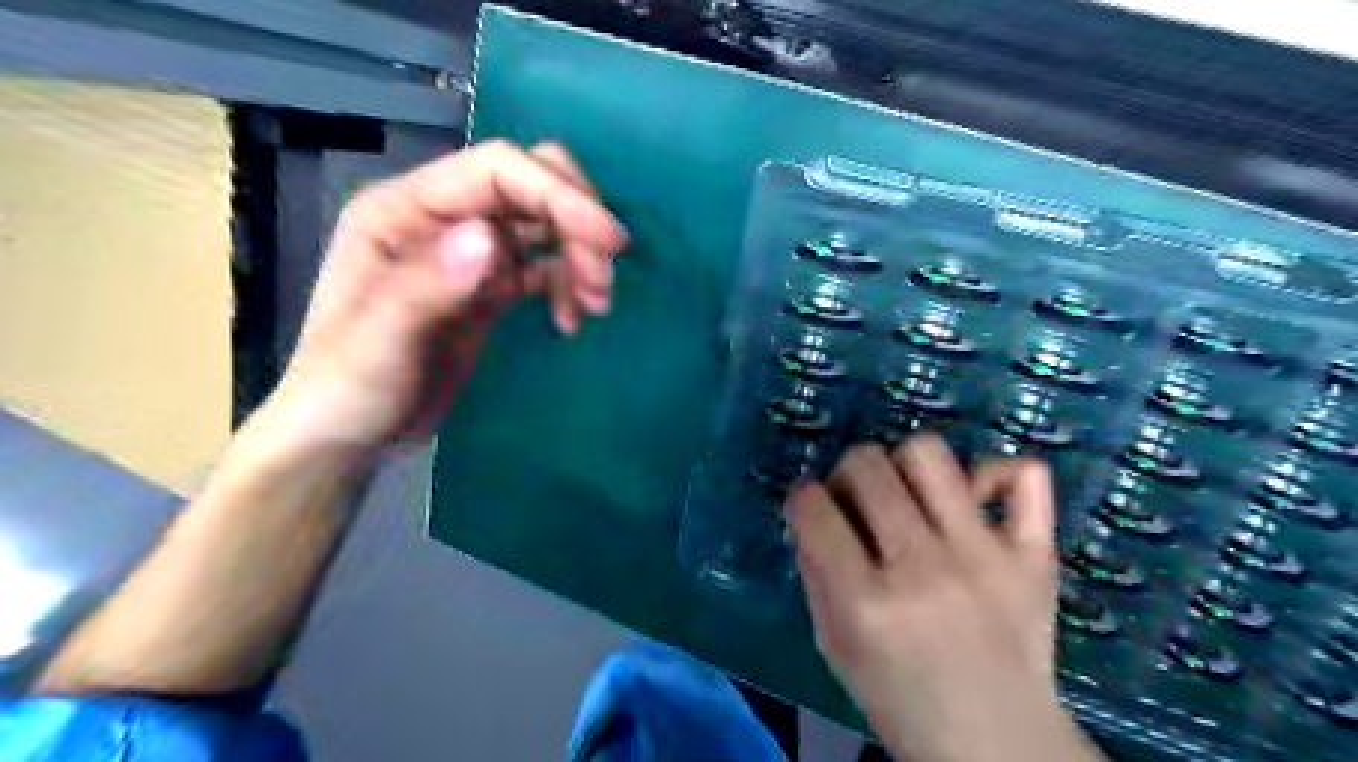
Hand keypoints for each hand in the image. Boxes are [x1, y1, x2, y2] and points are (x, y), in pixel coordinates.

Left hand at [258, 139, 630, 461]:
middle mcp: (441, 218)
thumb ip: (427, 286)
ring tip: (594, 308)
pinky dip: (569, 285)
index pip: (497, 170)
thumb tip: (490, 238)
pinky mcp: (490, 286)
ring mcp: (469, 251)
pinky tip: (571, 322)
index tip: (609, 242)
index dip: (559, 195)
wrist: (351, 436)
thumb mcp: (379, 344)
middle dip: (578, 224)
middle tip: (603, 281)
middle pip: (531, 186)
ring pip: (546, 224)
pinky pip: (545, 266)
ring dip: (581, 257)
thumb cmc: (348, 390)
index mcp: (403, 210)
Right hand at [792, 436, 1096, 761]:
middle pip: (866, 466)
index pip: (813, 508)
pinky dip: (996, 474)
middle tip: (858, 504)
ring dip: (904, 465)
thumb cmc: (901, 700)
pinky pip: (1023, 475)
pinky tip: (975, 501)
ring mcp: (984, 556)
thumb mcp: (834, 646)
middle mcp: (922, 568)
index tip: (812, 511)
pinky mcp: (1034, 555)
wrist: (999, 746)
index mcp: (865, 603)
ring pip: (928, 453)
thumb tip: (813, 510)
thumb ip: (816, 572)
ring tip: (909, 497)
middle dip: (846, 475)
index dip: (803, 500)